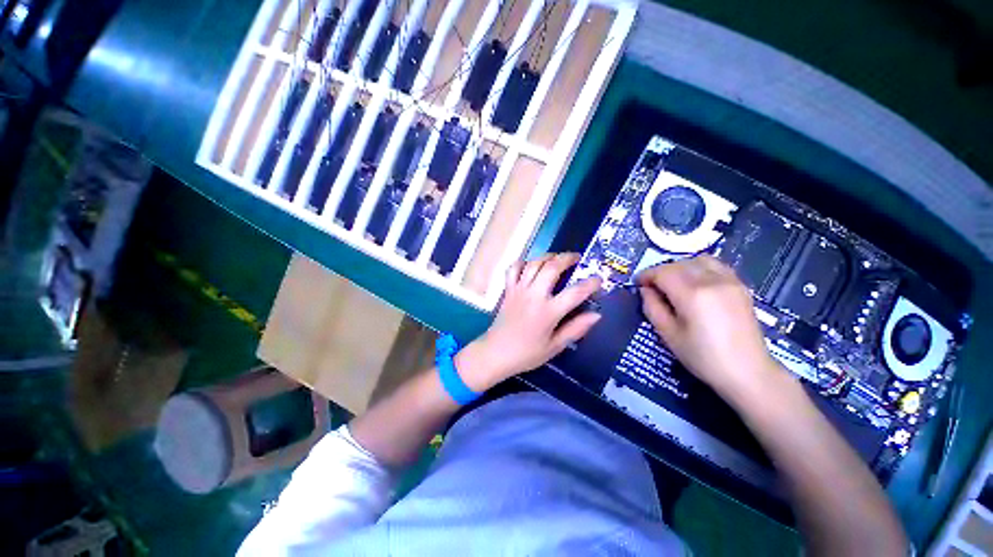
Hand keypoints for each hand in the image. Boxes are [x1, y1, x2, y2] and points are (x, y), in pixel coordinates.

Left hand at [457, 253, 601, 391]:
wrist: (496, 353)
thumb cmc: (527, 353)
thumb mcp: (555, 346)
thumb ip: (576, 329)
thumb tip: (596, 315)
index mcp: (549, 312)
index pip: (575, 293)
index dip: (591, 284)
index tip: (599, 279)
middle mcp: (534, 295)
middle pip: (552, 267)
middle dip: (567, 258)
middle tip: (577, 258)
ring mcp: (519, 290)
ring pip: (534, 263)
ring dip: (547, 256)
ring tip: (557, 257)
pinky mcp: (508, 290)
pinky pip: (513, 269)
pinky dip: (522, 262)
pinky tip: (530, 265)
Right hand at [636, 255, 785, 402]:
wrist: (748, 371)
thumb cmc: (703, 357)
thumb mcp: (668, 334)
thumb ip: (652, 307)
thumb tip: (645, 290)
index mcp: (692, 294)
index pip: (662, 272)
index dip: (646, 275)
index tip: (638, 284)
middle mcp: (711, 281)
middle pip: (678, 264)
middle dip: (661, 271)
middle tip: (653, 287)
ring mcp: (729, 281)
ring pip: (697, 260)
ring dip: (680, 267)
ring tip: (674, 283)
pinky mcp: (740, 286)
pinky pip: (715, 265)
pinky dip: (699, 268)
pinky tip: (696, 284)